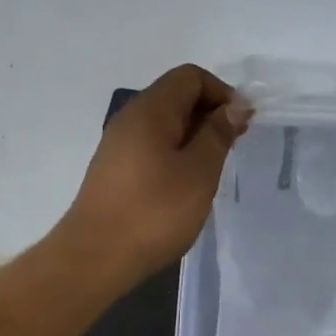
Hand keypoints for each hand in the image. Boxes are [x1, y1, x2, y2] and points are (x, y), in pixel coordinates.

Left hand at [58, 64, 246, 286]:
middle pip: (176, 95)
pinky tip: (186, 185)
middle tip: (232, 147)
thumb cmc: (154, 212)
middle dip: (210, 113)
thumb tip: (235, 105)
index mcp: (151, 109)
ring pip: (164, 122)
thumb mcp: (200, 171)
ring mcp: (118, 144)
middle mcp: (130, 117)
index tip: (241, 124)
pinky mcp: (114, 169)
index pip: (190, 76)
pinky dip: (175, 153)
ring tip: (212, 168)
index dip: (221, 92)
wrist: (94, 258)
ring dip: (194, 136)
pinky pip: (152, 145)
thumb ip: (219, 133)